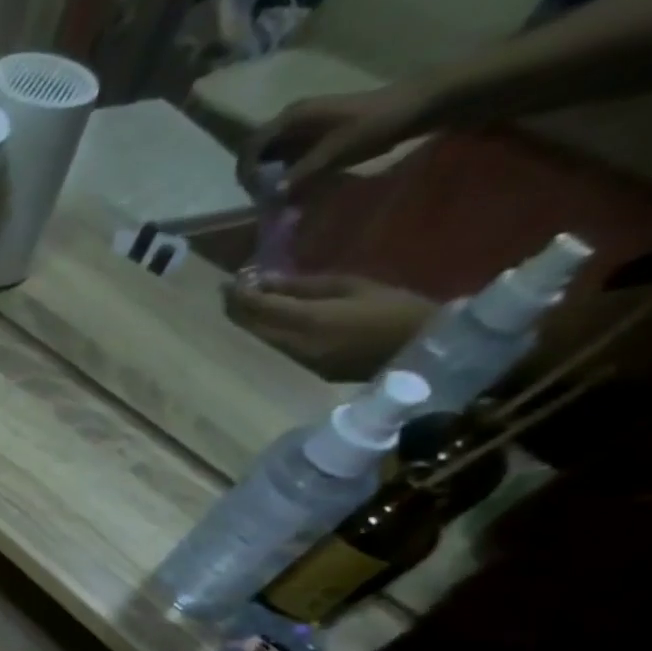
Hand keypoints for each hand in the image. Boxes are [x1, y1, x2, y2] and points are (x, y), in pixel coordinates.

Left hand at [224, 273, 434, 380]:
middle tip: (230, 290)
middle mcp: (294, 344)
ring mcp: (297, 361)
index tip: (231, 280)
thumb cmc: (395, 308)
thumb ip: (304, 286)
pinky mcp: (305, 370)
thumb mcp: (352, 286)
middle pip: (251, 326)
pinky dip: (264, 332)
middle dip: (236, 307)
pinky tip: (265, 320)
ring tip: (243, 302)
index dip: (241, 293)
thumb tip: (266, 280)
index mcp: (308, 320)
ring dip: (247, 321)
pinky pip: (275, 348)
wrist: (421, 350)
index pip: (259, 307)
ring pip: (259, 339)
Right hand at [238, 84, 429, 198]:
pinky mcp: (315, 133)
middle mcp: (292, 118)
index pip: (252, 146)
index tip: (252, 193)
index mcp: (292, 117)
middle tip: (263, 198)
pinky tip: (294, 186)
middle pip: (257, 151)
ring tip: (278, 196)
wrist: (417, 105)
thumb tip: (272, 194)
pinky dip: (285, 172)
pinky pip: (287, 155)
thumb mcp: (337, 150)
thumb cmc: (377, 123)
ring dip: (269, 176)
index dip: (245, 171)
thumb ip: (303, 171)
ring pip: (271, 155)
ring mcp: (303, 125)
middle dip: (255, 176)